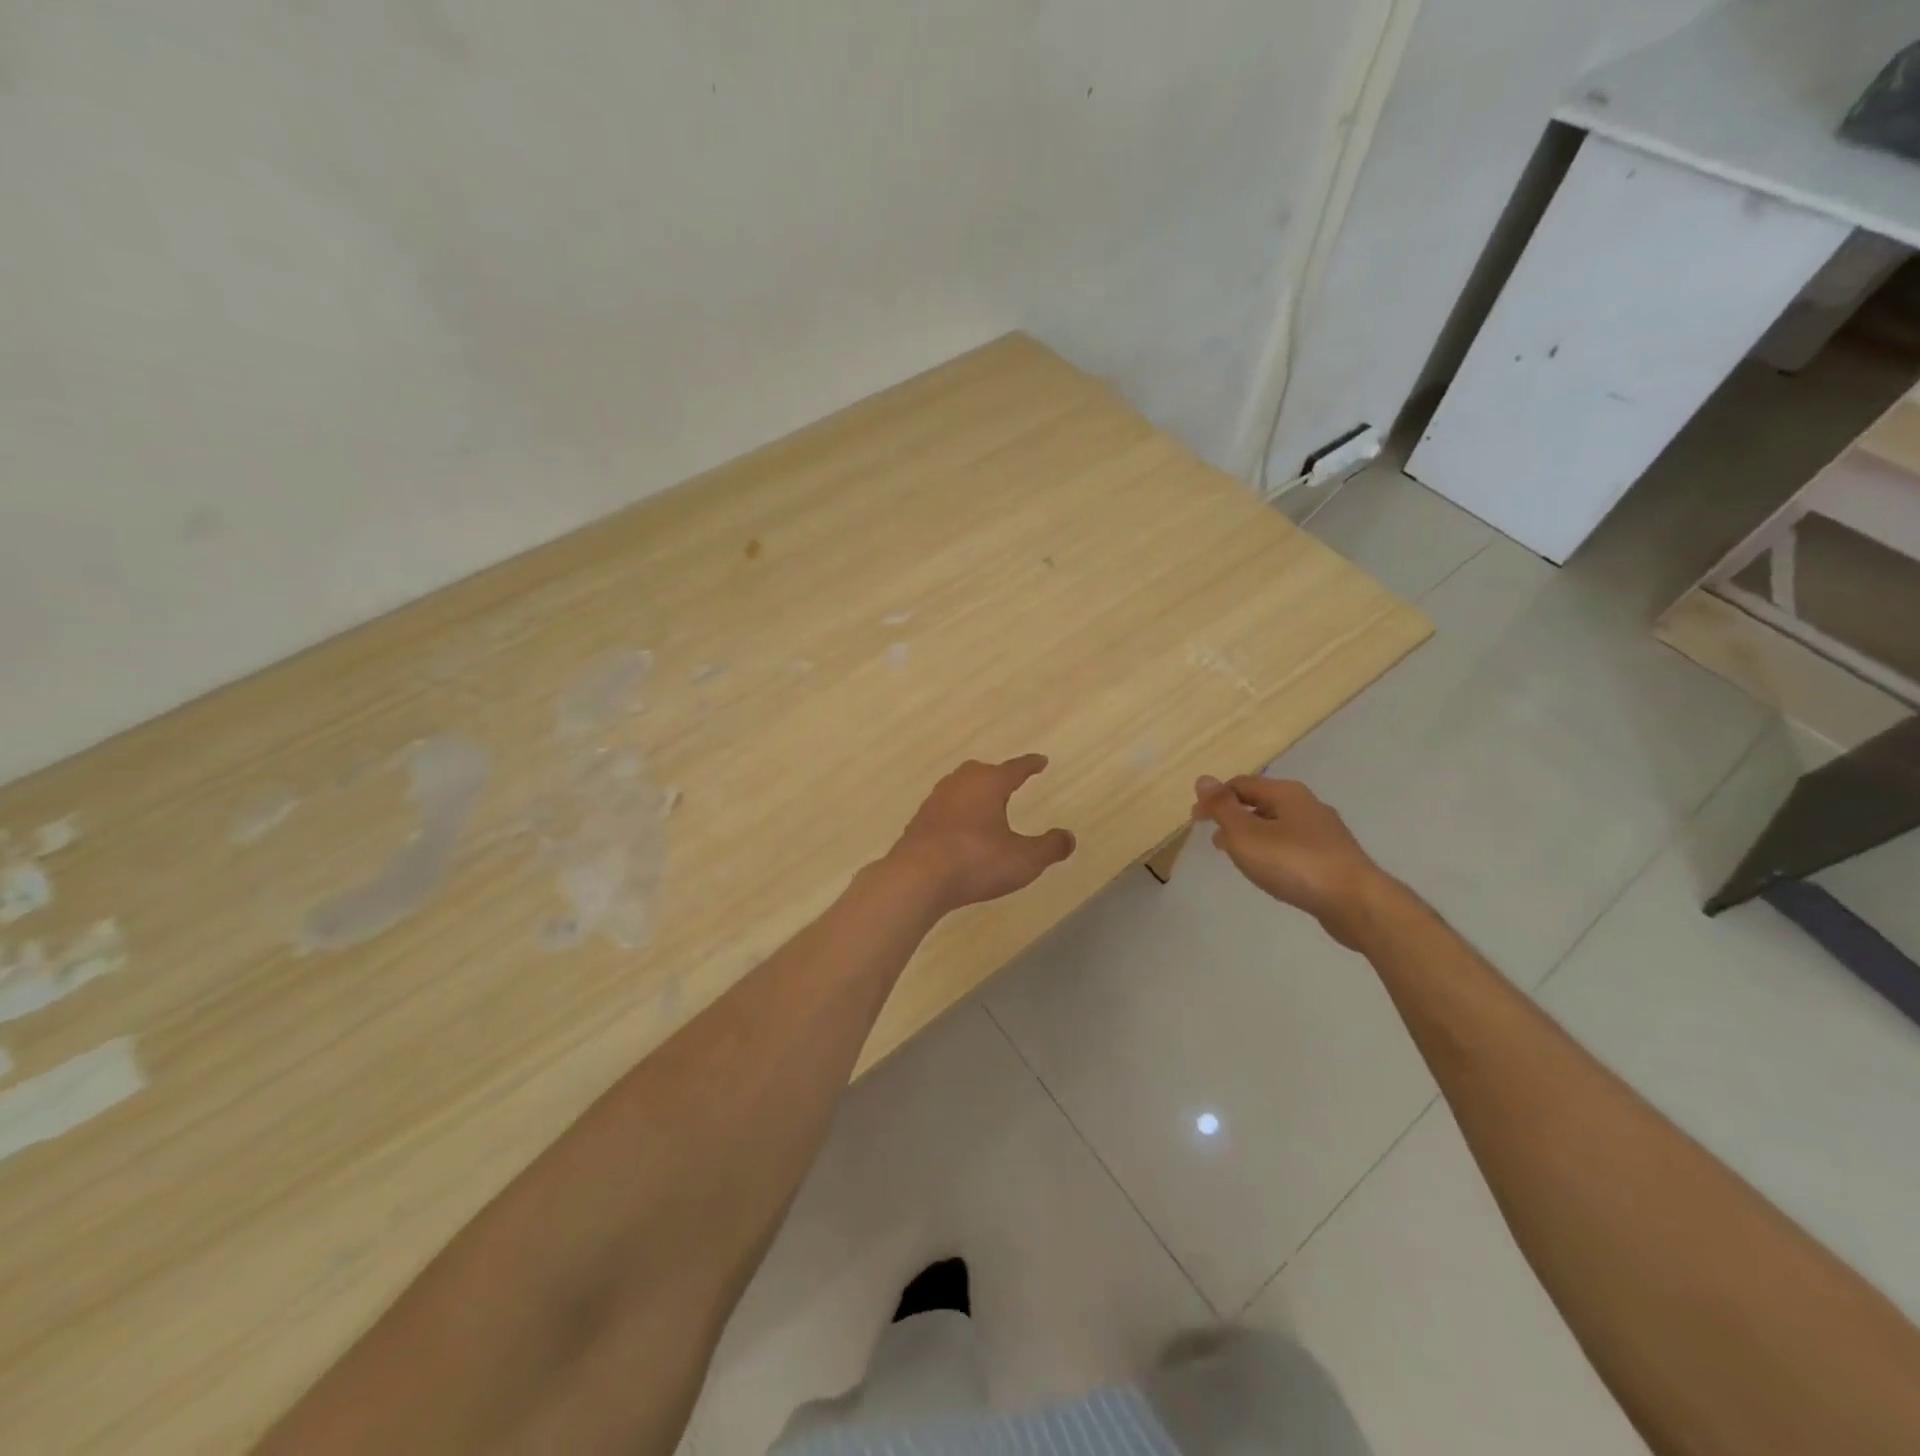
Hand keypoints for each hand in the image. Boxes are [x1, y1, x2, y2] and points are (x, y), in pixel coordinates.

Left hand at [889, 756, 1075, 911]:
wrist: (917, 878)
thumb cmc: (976, 861)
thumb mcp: (1024, 859)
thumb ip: (1049, 847)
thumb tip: (1069, 837)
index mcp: (988, 784)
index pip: (1015, 768)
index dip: (1030, 765)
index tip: (1041, 760)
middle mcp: (960, 784)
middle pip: (981, 772)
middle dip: (997, 776)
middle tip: (1009, 781)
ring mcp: (935, 802)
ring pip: (959, 788)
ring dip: (973, 794)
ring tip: (985, 806)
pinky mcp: (918, 822)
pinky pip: (944, 810)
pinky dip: (956, 814)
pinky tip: (959, 830)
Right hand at [1192, 775, 1388, 949]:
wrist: (1356, 903)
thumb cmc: (1294, 863)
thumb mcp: (1246, 834)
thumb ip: (1222, 807)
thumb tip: (1203, 779)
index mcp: (1286, 793)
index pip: (1241, 784)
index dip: (1215, 799)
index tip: (1196, 821)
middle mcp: (1307, 805)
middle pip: (1261, 802)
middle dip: (1234, 817)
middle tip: (1214, 839)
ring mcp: (1324, 833)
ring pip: (1277, 826)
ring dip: (1252, 836)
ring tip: (1236, 857)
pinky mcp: (1333, 859)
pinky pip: (1293, 846)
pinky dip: (1272, 852)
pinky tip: (1269, 871)